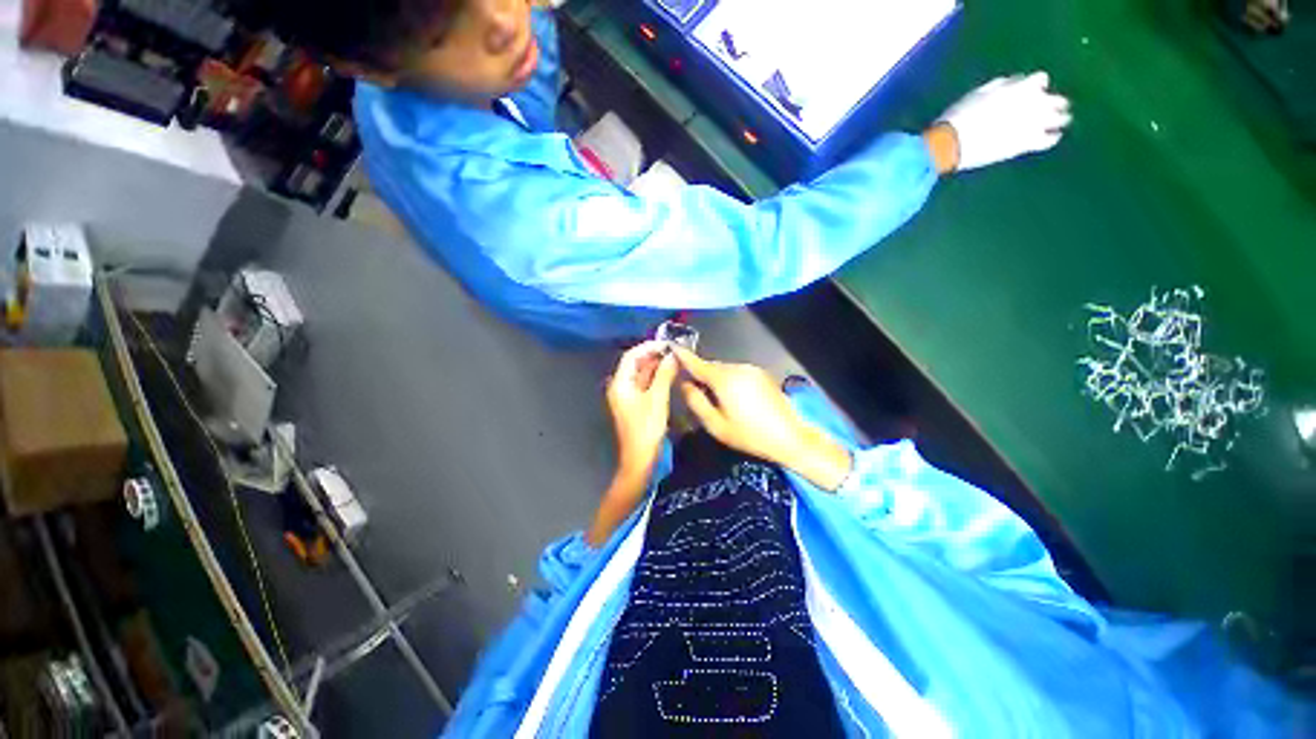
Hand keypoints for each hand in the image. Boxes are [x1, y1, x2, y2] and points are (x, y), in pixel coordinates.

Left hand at [607, 341, 677, 479]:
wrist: (640, 459)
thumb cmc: (646, 429)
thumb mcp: (657, 399)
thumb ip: (664, 375)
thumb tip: (672, 356)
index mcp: (620, 384)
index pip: (631, 356)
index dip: (648, 347)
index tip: (667, 343)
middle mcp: (621, 386)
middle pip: (635, 364)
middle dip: (653, 355)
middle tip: (673, 350)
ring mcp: (628, 396)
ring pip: (641, 374)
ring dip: (656, 365)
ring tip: (674, 359)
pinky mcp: (636, 403)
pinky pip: (645, 384)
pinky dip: (656, 377)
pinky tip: (669, 373)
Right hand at [674, 349, 851, 490]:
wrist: (790, 437)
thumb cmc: (750, 435)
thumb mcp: (716, 425)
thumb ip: (696, 402)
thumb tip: (684, 384)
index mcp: (724, 379)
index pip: (697, 363)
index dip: (683, 356)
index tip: (672, 347)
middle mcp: (737, 368)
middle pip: (711, 367)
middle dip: (701, 375)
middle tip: (696, 392)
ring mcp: (752, 369)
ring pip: (725, 370)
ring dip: (717, 379)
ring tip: (718, 400)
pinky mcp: (762, 374)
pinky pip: (738, 373)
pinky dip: (730, 380)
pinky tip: (735, 399)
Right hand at [936, 71, 1071, 170]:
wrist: (950, 144)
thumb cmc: (958, 117)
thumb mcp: (977, 94)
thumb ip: (1000, 87)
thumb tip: (1013, 84)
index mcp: (1019, 88)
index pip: (1040, 80)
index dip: (1037, 84)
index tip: (1035, 88)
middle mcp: (1031, 104)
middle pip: (1055, 100)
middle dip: (1055, 102)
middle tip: (1057, 106)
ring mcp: (1030, 125)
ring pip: (1058, 119)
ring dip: (1060, 119)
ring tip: (1062, 121)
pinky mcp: (1025, 144)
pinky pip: (1048, 140)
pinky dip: (1052, 138)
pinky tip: (1053, 137)